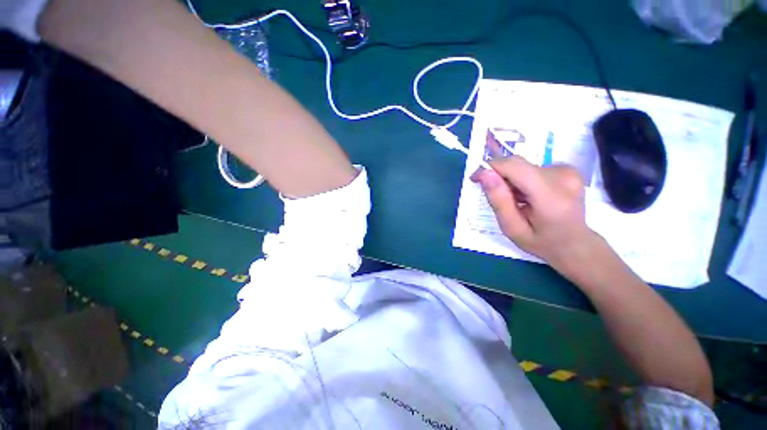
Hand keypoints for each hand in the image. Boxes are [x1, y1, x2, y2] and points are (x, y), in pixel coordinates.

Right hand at [470, 155, 595, 267]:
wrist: (575, 243)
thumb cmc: (541, 242)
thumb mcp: (512, 229)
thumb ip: (499, 202)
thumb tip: (485, 174)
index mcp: (551, 197)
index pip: (515, 167)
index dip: (491, 167)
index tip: (475, 179)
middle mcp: (563, 177)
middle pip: (518, 164)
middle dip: (499, 175)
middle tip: (494, 195)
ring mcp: (568, 170)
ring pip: (523, 166)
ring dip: (511, 179)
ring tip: (515, 200)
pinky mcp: (567, 168)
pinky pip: (532, 167)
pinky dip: (522, 179)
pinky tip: (527, 195)